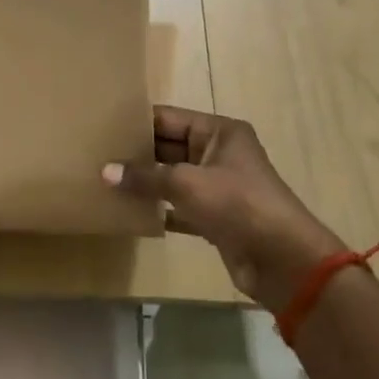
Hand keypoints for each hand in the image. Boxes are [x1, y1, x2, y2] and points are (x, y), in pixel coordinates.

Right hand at [104, 106, 346, 312]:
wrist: (282, 260)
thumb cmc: (237, 204)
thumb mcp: (187, 183)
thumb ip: (144, 176)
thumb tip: (104, 171)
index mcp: (219, 132)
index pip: (169, 118)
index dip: (137, 122)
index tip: (102, 125)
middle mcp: (219, 153)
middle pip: (169, 147)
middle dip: (136, 153)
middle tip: (96, 154)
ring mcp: (218, 186)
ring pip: (172, 178)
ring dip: (144, 182)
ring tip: (104, 181)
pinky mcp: (215, 217)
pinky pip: (179, 206)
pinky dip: (158, 209)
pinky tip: (128, 212)